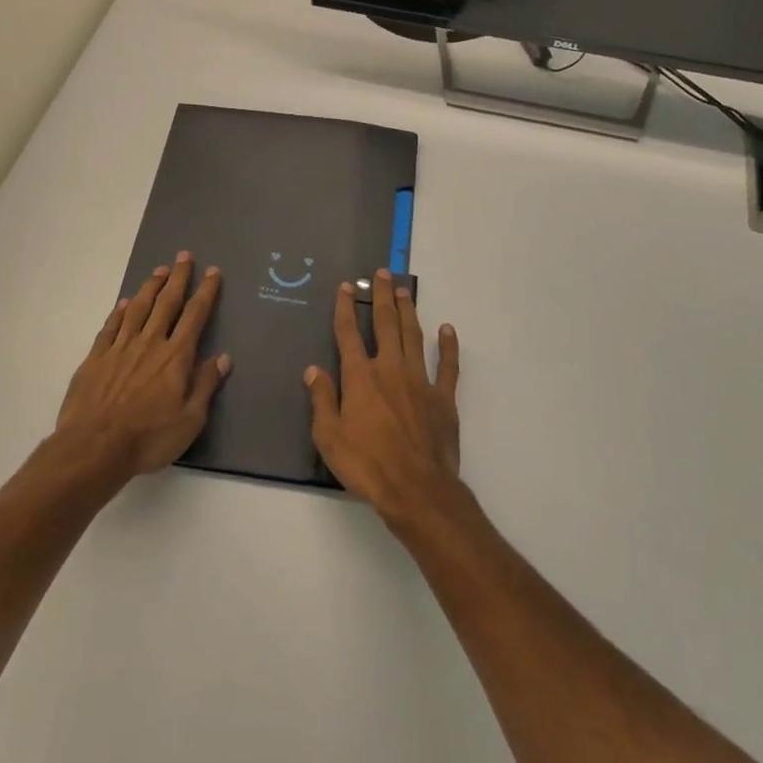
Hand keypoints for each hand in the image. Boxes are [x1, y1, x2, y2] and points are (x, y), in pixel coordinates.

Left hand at [58, 253, 230, 480]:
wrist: (94, 447)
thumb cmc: (148, 437)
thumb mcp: (190, 419)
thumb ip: (206, 385)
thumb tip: (223, 357)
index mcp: (175, 356)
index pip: (195, 315)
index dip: (205, 291)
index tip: (212, 272)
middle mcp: (149, 343)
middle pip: (167, 303)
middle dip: (177, 278)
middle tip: (183, 256)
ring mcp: (120, 348)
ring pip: (138, 308)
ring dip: (150, 288)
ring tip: (158, 271)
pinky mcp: (96, 358)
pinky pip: (111, 327)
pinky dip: (119, 312)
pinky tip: (124, 303)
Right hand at [305, 270, 461, 524]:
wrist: (416, 489)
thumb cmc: (366, 464)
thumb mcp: (328, 437)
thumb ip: (321, 399)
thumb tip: (313, 369)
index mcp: (360, 377)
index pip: (349, 334)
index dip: (345, 308)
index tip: (345, 287)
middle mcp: (390, 369)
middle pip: (385, 324)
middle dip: (381, 296)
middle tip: (381, 273)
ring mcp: (420, 381)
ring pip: (414, 336)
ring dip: (409, 310)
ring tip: (405, 290)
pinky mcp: (443, 398)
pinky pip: (447, 366)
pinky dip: (448, 346)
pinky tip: (448, 329)